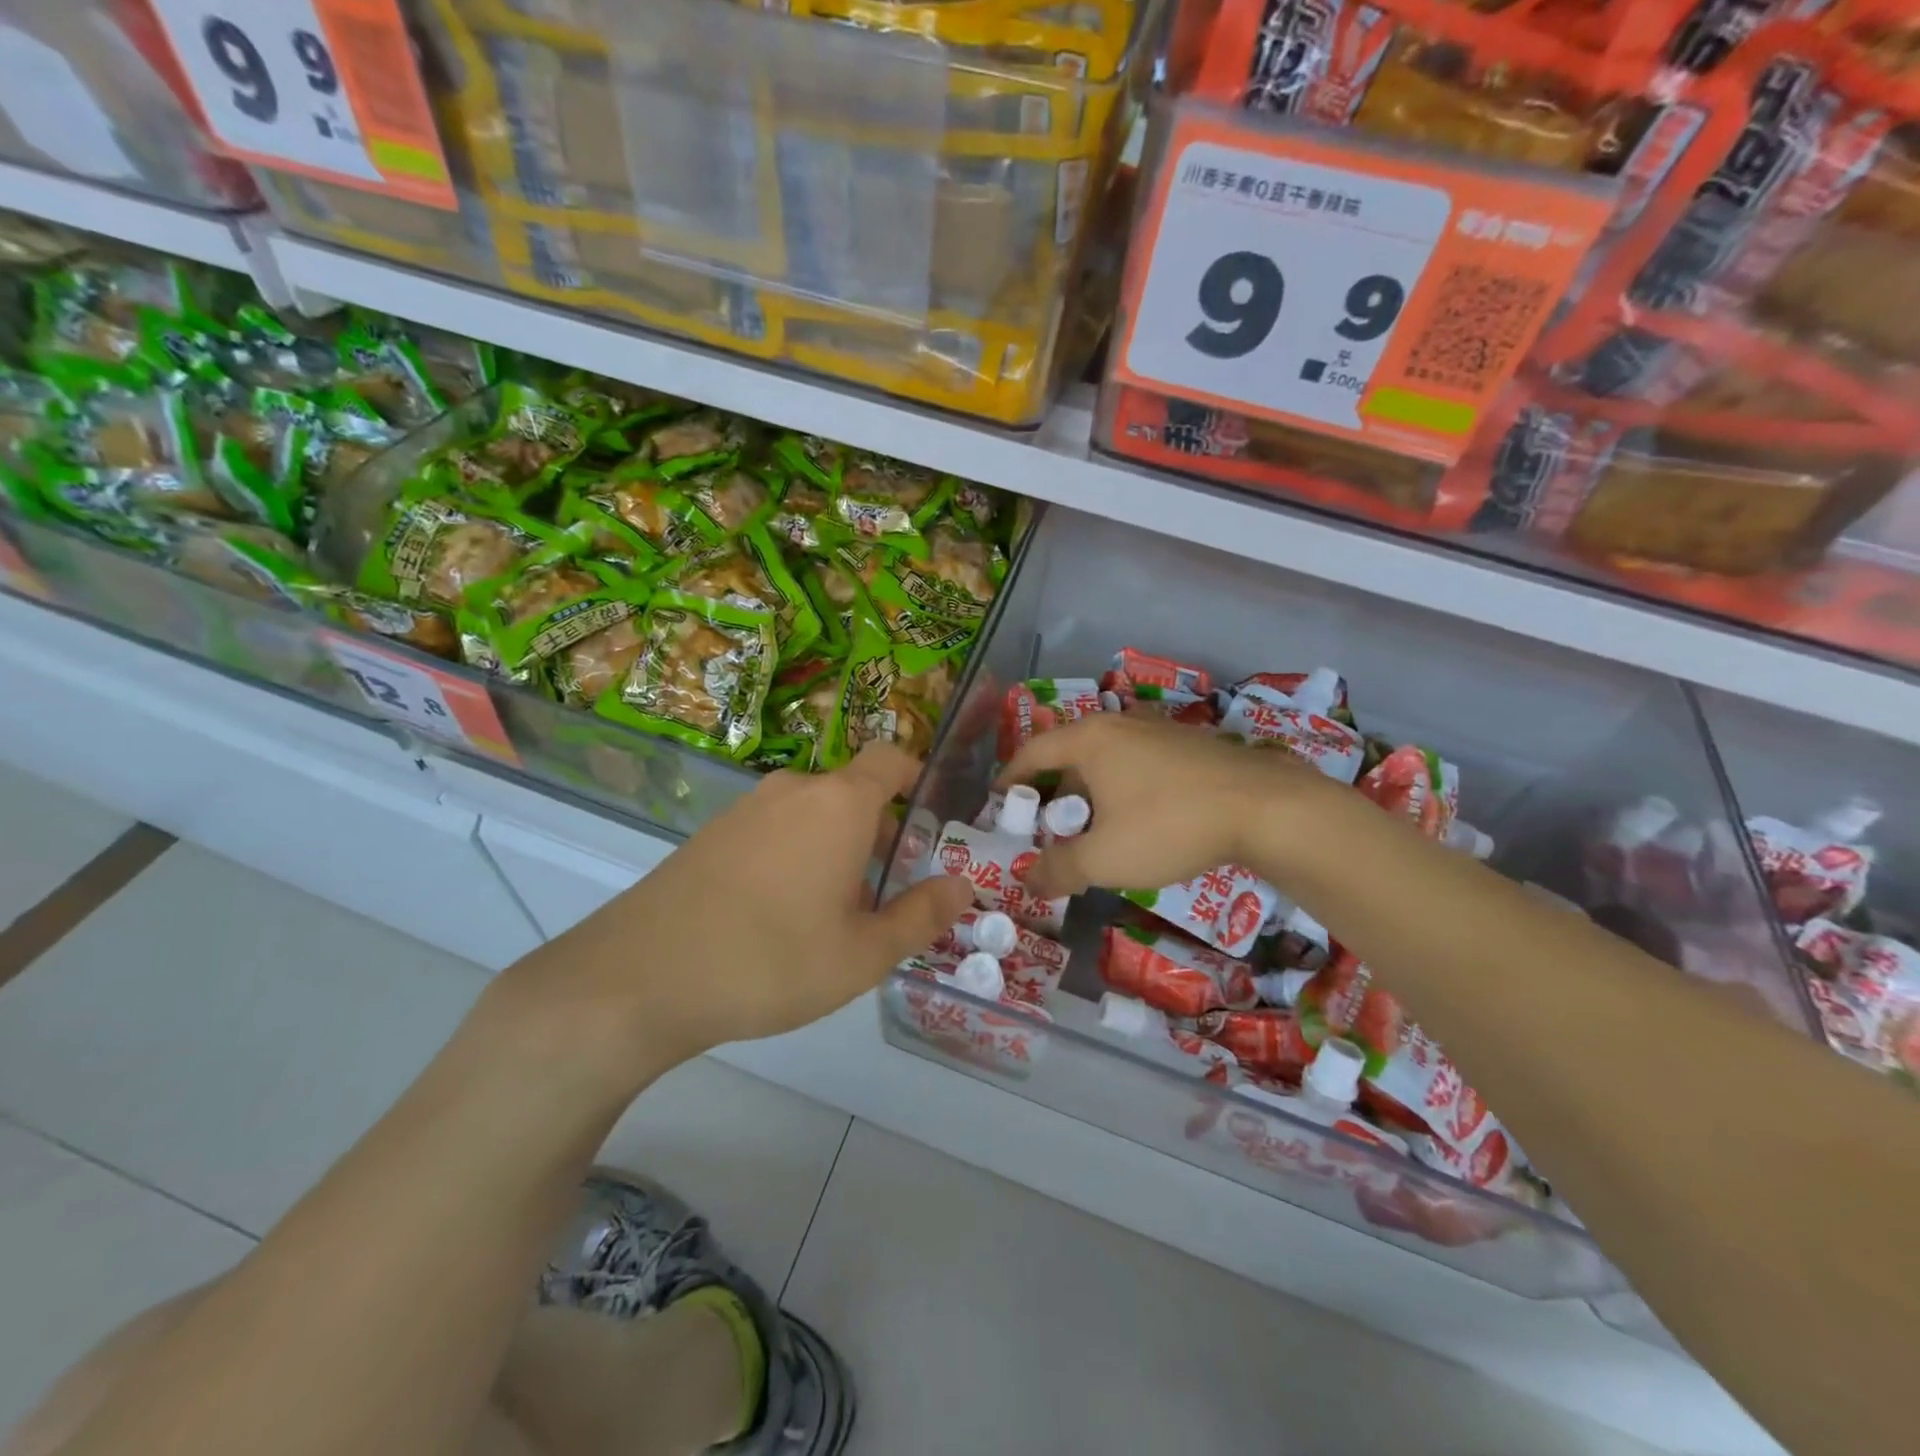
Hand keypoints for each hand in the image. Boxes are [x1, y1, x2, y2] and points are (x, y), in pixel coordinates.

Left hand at [489, 743, 973, 1090]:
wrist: (639, 978)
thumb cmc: (770, 960)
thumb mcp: (862, 954)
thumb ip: (920, 916)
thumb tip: (965, 887)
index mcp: (839, 803)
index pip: (891, 758)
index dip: (917, 777)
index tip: (932, 817)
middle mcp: (793, 791)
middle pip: (852, 793)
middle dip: (878, 832)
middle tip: (889, 890)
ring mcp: (745, 810)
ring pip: (810, 814)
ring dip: (835, 847)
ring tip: (837, 912)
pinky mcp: (710, 835)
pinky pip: (773, 831)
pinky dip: (794, 855)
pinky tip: (781, 916)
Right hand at [996, 712, 1324, 897]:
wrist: (1266, 808)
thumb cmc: (1169, 825)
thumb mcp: (1105, 858)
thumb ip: (1059, 870)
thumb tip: (1027, 881)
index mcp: (1090, 740)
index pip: (1033, 751)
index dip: (1012, 777)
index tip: (1000, 801)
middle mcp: (1120, 724)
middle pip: (1070, 752)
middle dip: (1053, 788)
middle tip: (1046, 823)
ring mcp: (1159, 730)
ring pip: (1108, 757)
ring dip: (1090, 789)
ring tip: (1091, 825)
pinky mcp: (1191, 744)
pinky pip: (1139, 762)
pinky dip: (1123, 786)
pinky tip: (1139, 818)